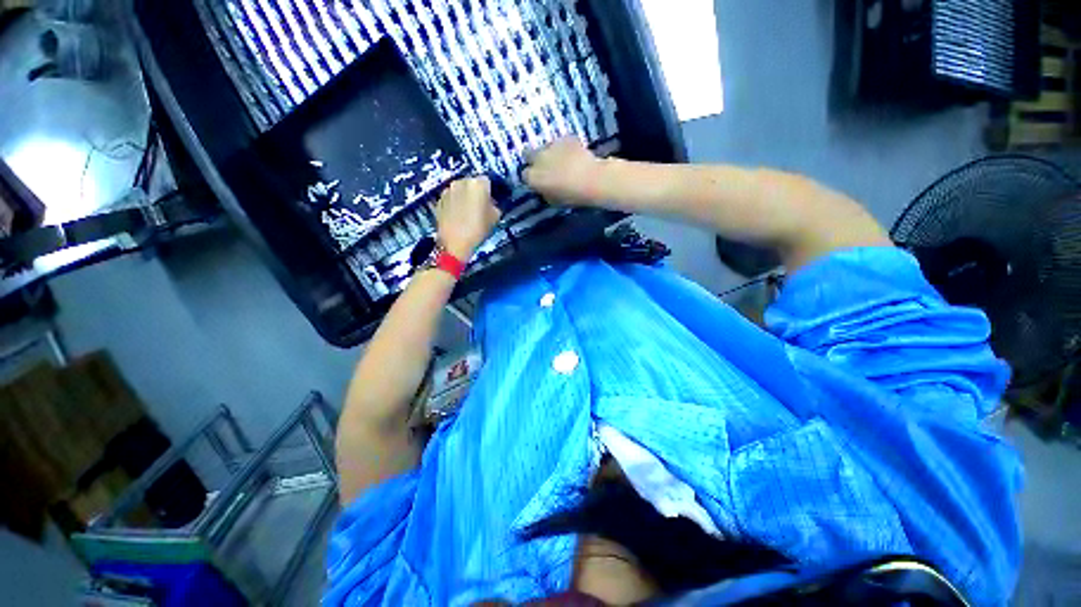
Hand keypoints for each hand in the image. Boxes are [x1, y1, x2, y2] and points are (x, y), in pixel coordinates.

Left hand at [436, 177, 501, 259]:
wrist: (454, 243)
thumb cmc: (478, 229)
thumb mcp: (495, 218)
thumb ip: (494, 205)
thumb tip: (491, 203)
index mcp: (478, 184)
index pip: (487, 181)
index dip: (490, 191)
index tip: (491, 200)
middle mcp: (461, 182)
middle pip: (472, 183)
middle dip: (476, 192)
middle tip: (480, 206)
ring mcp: (448, 190)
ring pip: (460, 189)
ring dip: (465, 196)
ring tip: (468, 212)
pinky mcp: (439, 199)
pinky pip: (451, 197)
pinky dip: (455, 203)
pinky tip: (458, 216)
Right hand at [523, 136, 603, 205]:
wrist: (593, 180)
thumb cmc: (572, 196)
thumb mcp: (553, 201)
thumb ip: (544, 192)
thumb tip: (544, 188)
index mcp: (533, 177)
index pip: (525, 175)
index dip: (531, 178)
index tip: (538, 181)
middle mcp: (538, 159)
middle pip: (527, 154)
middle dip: (533, 159)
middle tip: (544, 167)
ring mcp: (551, 146)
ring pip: (545, 147)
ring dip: (549, 153)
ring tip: (561, 160)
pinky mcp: (565, 138)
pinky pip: (561, 142)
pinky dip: (565, 147)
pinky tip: (573, 154)